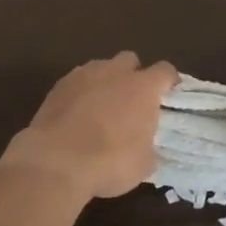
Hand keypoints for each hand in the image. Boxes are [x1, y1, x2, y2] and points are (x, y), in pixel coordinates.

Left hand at [0, 52, 177, 204]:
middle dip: (133, 75)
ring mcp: (83, 75)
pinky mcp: (58, 85)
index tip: (170, 94)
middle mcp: (114, 72)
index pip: (164, 71)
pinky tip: (77, 114)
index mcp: (142, 88)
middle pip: (130, 60)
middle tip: (133, 101)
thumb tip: (147, 147)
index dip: (169, 81)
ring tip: (102, 108)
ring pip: (101, 67)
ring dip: (106, 82)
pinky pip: (77, 81)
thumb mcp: (143, 164)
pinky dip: (82, 92)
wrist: (56, 160)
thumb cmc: (109, 162)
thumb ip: (149, 147)